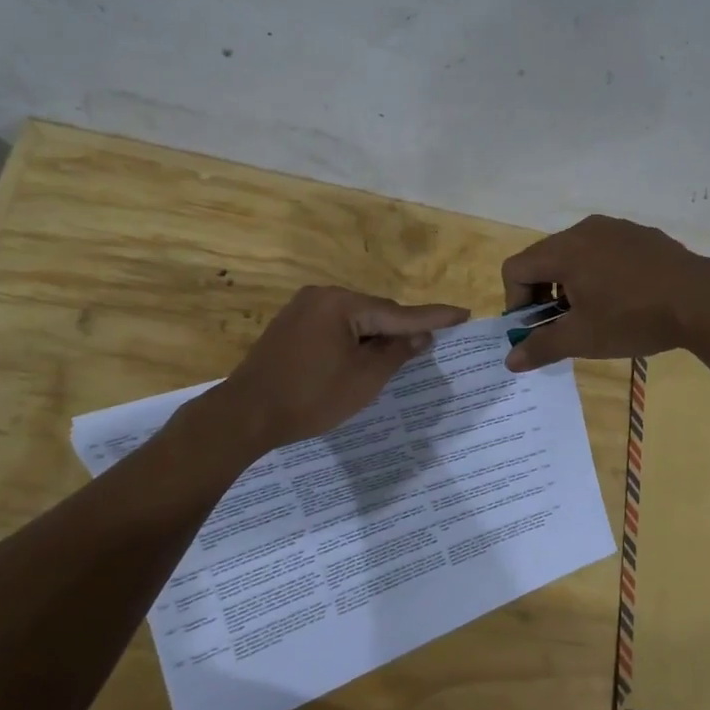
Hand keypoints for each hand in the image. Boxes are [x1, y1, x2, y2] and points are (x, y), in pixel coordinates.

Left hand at [214, 285, 468, 449]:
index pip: (399, 312)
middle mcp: (322, 295)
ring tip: (396, 357)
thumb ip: (397, 352)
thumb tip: (421, 336)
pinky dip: (352, 339)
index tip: (463, 313)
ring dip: (375, 336)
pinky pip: (335, 326)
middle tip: (428, 346)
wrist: (245, 414)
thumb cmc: (310, 398)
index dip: (434, 318)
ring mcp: (302, 308)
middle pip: (375, 312)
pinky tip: (360, 357)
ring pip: (355, 319)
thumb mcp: (365, 379)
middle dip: (400, 330)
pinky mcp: (290, 324)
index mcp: (342, 304)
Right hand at [499, 215, 709, 371]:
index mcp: (564, 250)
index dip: (516, 302)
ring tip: (593, 313)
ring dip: (571, 284)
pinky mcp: (641, 234)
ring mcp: (616, 228)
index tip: (535, 328)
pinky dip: (598, 273)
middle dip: (543, 294)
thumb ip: (541, 347)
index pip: (516, 268)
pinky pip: (604, 250)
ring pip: (575, 254)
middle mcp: (584, 229)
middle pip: (544, 258)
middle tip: (562, 325)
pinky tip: (623, 299)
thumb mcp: (583, 338)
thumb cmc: (633, 318)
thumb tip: (510, 361)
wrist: (703, 300)